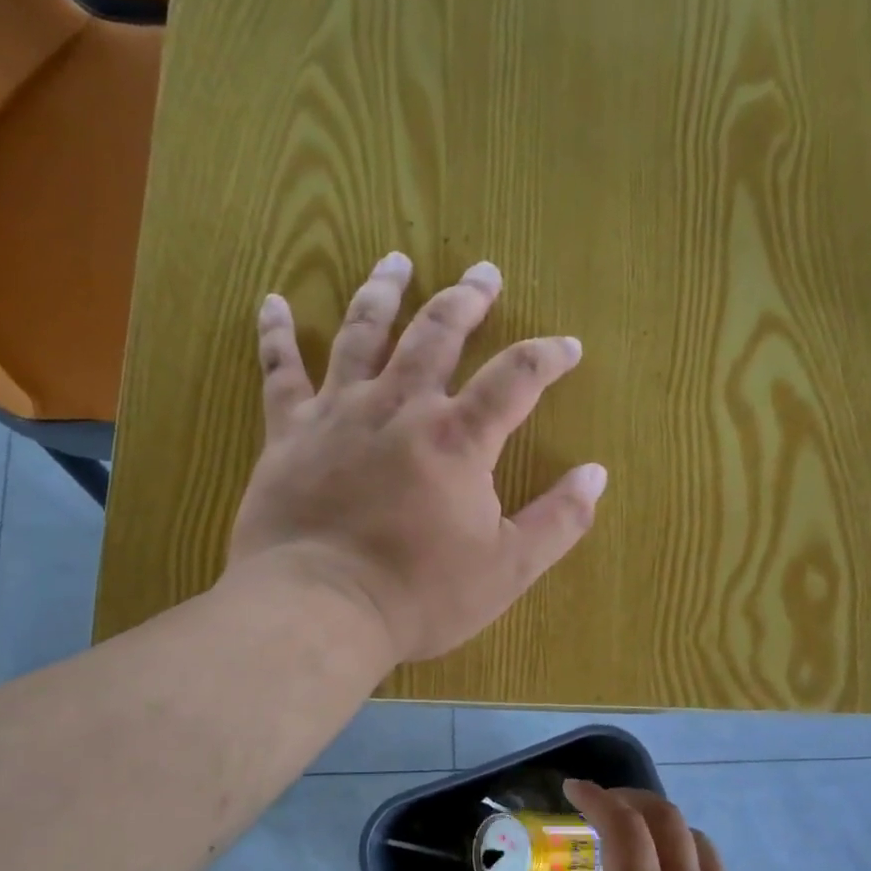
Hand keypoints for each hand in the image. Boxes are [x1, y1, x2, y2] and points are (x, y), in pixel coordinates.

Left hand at [227, 253, 607, 664]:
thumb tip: (596, 474)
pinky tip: (274, 301)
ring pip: (363, 334)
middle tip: (484, 272)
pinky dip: (276, 334)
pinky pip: (280, 371)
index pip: (515, 378)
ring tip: (396, 261)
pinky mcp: (288, 432)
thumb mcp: (507, 569)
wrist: (319, 609)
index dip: (548, 356)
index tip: (568, 346)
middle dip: (467, 299)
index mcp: (458, 439)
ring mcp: (339, 413)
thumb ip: (558, 520)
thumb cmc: (418, 595)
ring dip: (383, 293)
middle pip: (438, 334)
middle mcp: (399, 407)